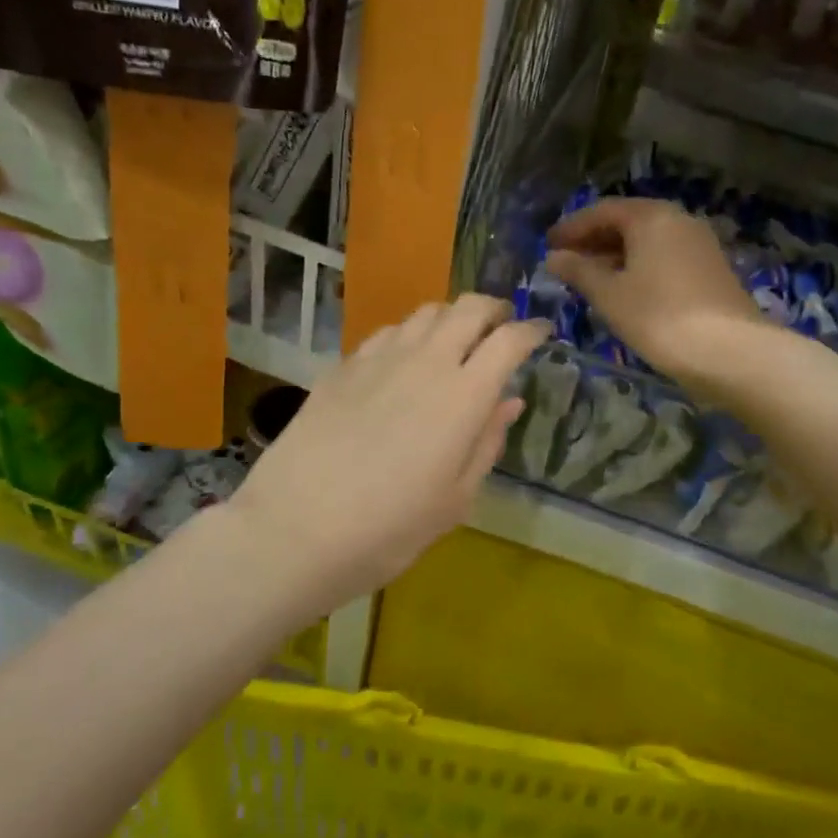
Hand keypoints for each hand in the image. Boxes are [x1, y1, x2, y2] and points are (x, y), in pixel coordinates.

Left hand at [228, 295, 548, 607]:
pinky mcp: (342, 367)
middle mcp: (425, 362)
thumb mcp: (455, 499)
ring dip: (451, 317)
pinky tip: (405, 360)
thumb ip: (487, 442)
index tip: (542, 333)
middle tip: (502, 326)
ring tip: (456, 341)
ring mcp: (378, 359)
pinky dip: (410, 335)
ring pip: (426, 312)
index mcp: (463, 396)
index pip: (509, 340)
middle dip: (494, 309)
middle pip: (468, 308)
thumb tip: (509, 401)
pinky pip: (388, 333)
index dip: (532, 330)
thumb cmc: (389, 529)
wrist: (295, 530)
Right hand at [546, 198, 771, 382]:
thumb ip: (579, 271)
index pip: (602, 211)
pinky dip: (638, 265)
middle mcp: (678, 220)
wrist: (729, 351)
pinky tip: (625, 289)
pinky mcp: (710, 268)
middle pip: (627, 221)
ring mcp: (699, 243)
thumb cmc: (658, 317)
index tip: (548, 244)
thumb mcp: (609, 295)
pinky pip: (664, 255)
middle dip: (594, 240)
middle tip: (566, 261)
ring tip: (589, 278)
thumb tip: (553, 257)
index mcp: (651, 217)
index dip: (572, 227)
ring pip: (647, 240)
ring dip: (615, 254)